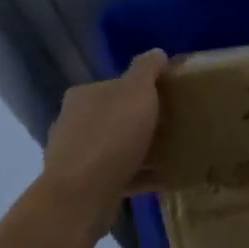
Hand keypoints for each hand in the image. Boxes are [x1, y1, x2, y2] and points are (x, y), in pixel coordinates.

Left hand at [41, 49, 165, 227]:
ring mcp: (77, 156)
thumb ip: (146, 70)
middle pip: (116, 117)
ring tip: (173, 154)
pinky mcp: (84, 185)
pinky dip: (141, 175)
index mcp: (83, 95)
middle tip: (174, 126)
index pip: (116, 85)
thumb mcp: (136, 92)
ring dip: (141, 150)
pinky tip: (164, 178)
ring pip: (117, 147)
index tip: (169, 99)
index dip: (144, 90)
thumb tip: (156, 52)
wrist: (82, 194)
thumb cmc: (111, 136)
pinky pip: (120, 174)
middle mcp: (74, 122)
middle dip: (142, 121)